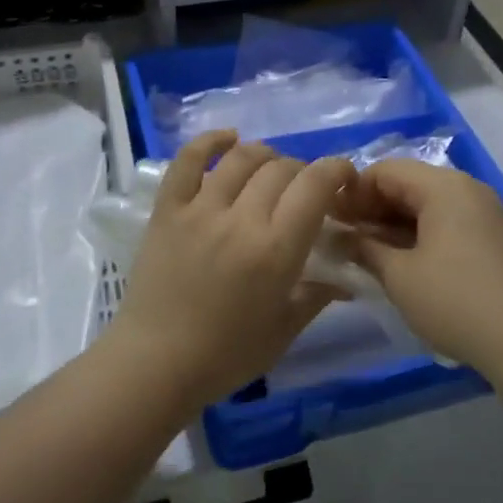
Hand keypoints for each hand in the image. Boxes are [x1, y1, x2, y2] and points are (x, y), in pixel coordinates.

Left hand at [107, 131, 355, 408]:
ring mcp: (200, 210)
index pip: (315, 185)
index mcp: (276, 249)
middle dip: (302, 171)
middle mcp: (241, 219)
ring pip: (241, 158)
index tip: (344, 177)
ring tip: (271, 168)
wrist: (155, 364)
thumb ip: (317, 295)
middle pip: (281, 168)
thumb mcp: (284, 330)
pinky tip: (227, 138)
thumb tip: (347, 277)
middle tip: (304, 191)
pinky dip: (209, 142)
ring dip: (265, 155)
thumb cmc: (226, 355)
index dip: (336, 170)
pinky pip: (187, 161)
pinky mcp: (168, 210)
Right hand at [340, 160, 502, 378]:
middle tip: (344, 238)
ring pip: (430, 207)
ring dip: (395, 225)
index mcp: (443, 187)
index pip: (385, 170)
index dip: (352, 192)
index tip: (329, 219)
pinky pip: (450, 224)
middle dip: (372, 208)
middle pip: (409, 185)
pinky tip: (404, 264)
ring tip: (368, 254)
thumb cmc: (456, 301)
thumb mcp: (400, 276)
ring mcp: (487, 215)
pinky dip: (422, 237)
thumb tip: (341, 237)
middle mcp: (468, 190)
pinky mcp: (497, 240)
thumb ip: (365, 249)